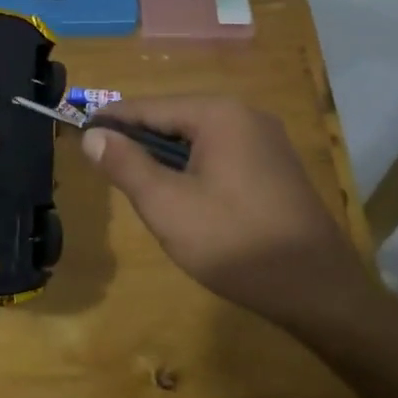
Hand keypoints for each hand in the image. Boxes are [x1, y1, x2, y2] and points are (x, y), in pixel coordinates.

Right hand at [82, 95, 373, 324]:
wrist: (319, 290)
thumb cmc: (234, 242)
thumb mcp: (167, 206)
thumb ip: (125, 165)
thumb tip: (92, 135)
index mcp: (218, 114)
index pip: (148, 107)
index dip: (110, 122)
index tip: (78, 136)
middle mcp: (245, 114)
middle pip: (174, 119)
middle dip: (139, 143)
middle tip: (107, 171)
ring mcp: (266, 140)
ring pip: (197, 139)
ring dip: (165, 159)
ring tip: (140, 188)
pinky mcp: (276, 166)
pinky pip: (221, 154)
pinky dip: (194, 169)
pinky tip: (184, 199)